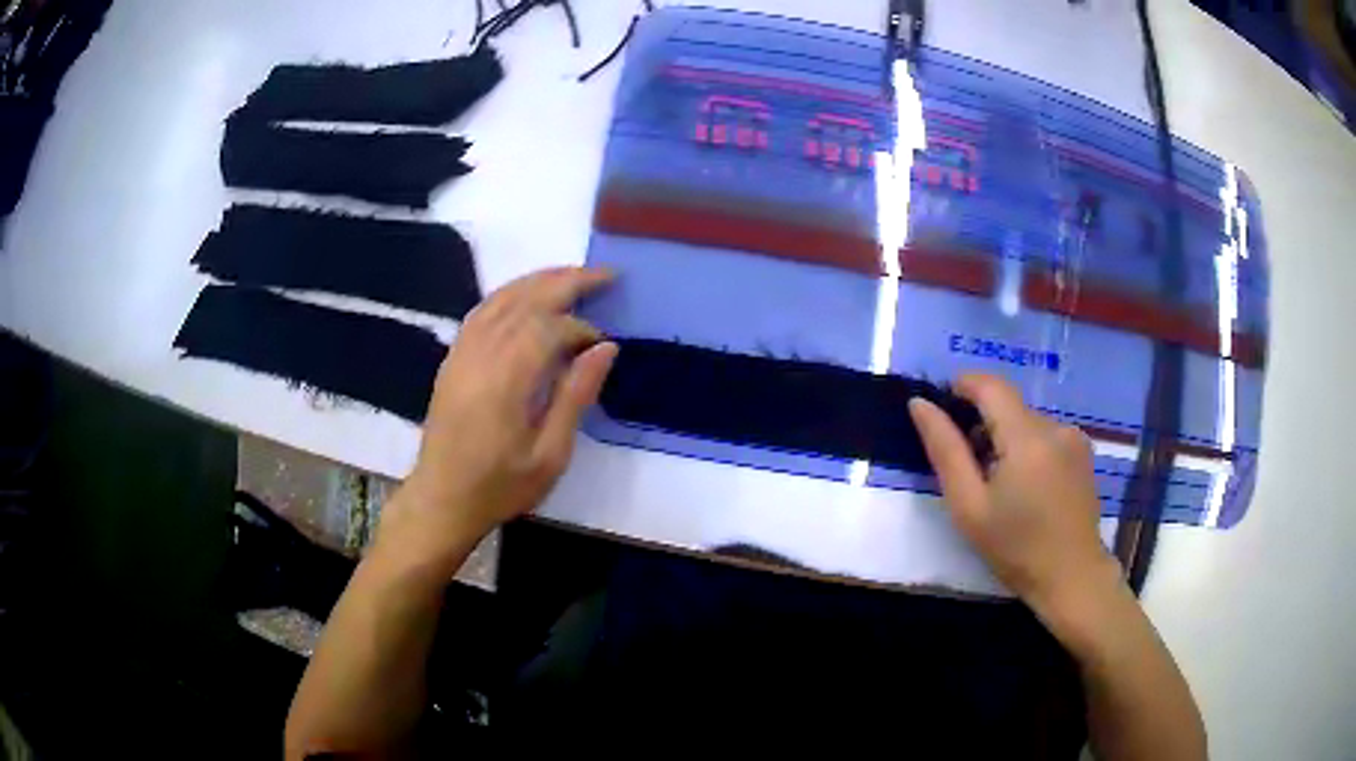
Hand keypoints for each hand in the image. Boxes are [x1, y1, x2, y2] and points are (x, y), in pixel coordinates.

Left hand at [380, 267, 616, 573]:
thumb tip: (606, 348)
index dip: (581, 328)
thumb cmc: (500, 486)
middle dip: (566, 282)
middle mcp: (481, 354)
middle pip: (526, 299)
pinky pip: (481, 311)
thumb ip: (576, 396)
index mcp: (507, 379)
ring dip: (538, 281)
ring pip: (501, 298)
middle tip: (604, 275)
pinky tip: (526, 297)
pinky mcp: (453, 358)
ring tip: (572, 275)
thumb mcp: (550, 455)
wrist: (442, 499)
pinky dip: (509, 295)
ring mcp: (462, 352)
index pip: (550, 328)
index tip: (603, 344)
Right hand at [909, 374, 1117, 613]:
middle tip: (968, 469)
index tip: (942, 409)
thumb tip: (919, 404)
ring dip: (1006, 438)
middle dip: (983, 424)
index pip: (990, 385)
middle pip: (1009, 406)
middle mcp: (1055, 426)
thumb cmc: (1015, 548)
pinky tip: (1026, 487)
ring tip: (999, 485)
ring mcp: (1074, 437)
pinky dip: (1027, 448)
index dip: (962, 385)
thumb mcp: (969, 506)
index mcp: (1026, 437)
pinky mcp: (1083, 451)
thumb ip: (944, 450)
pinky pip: (1046, 434)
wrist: (1071, 577)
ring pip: (1027, 421)